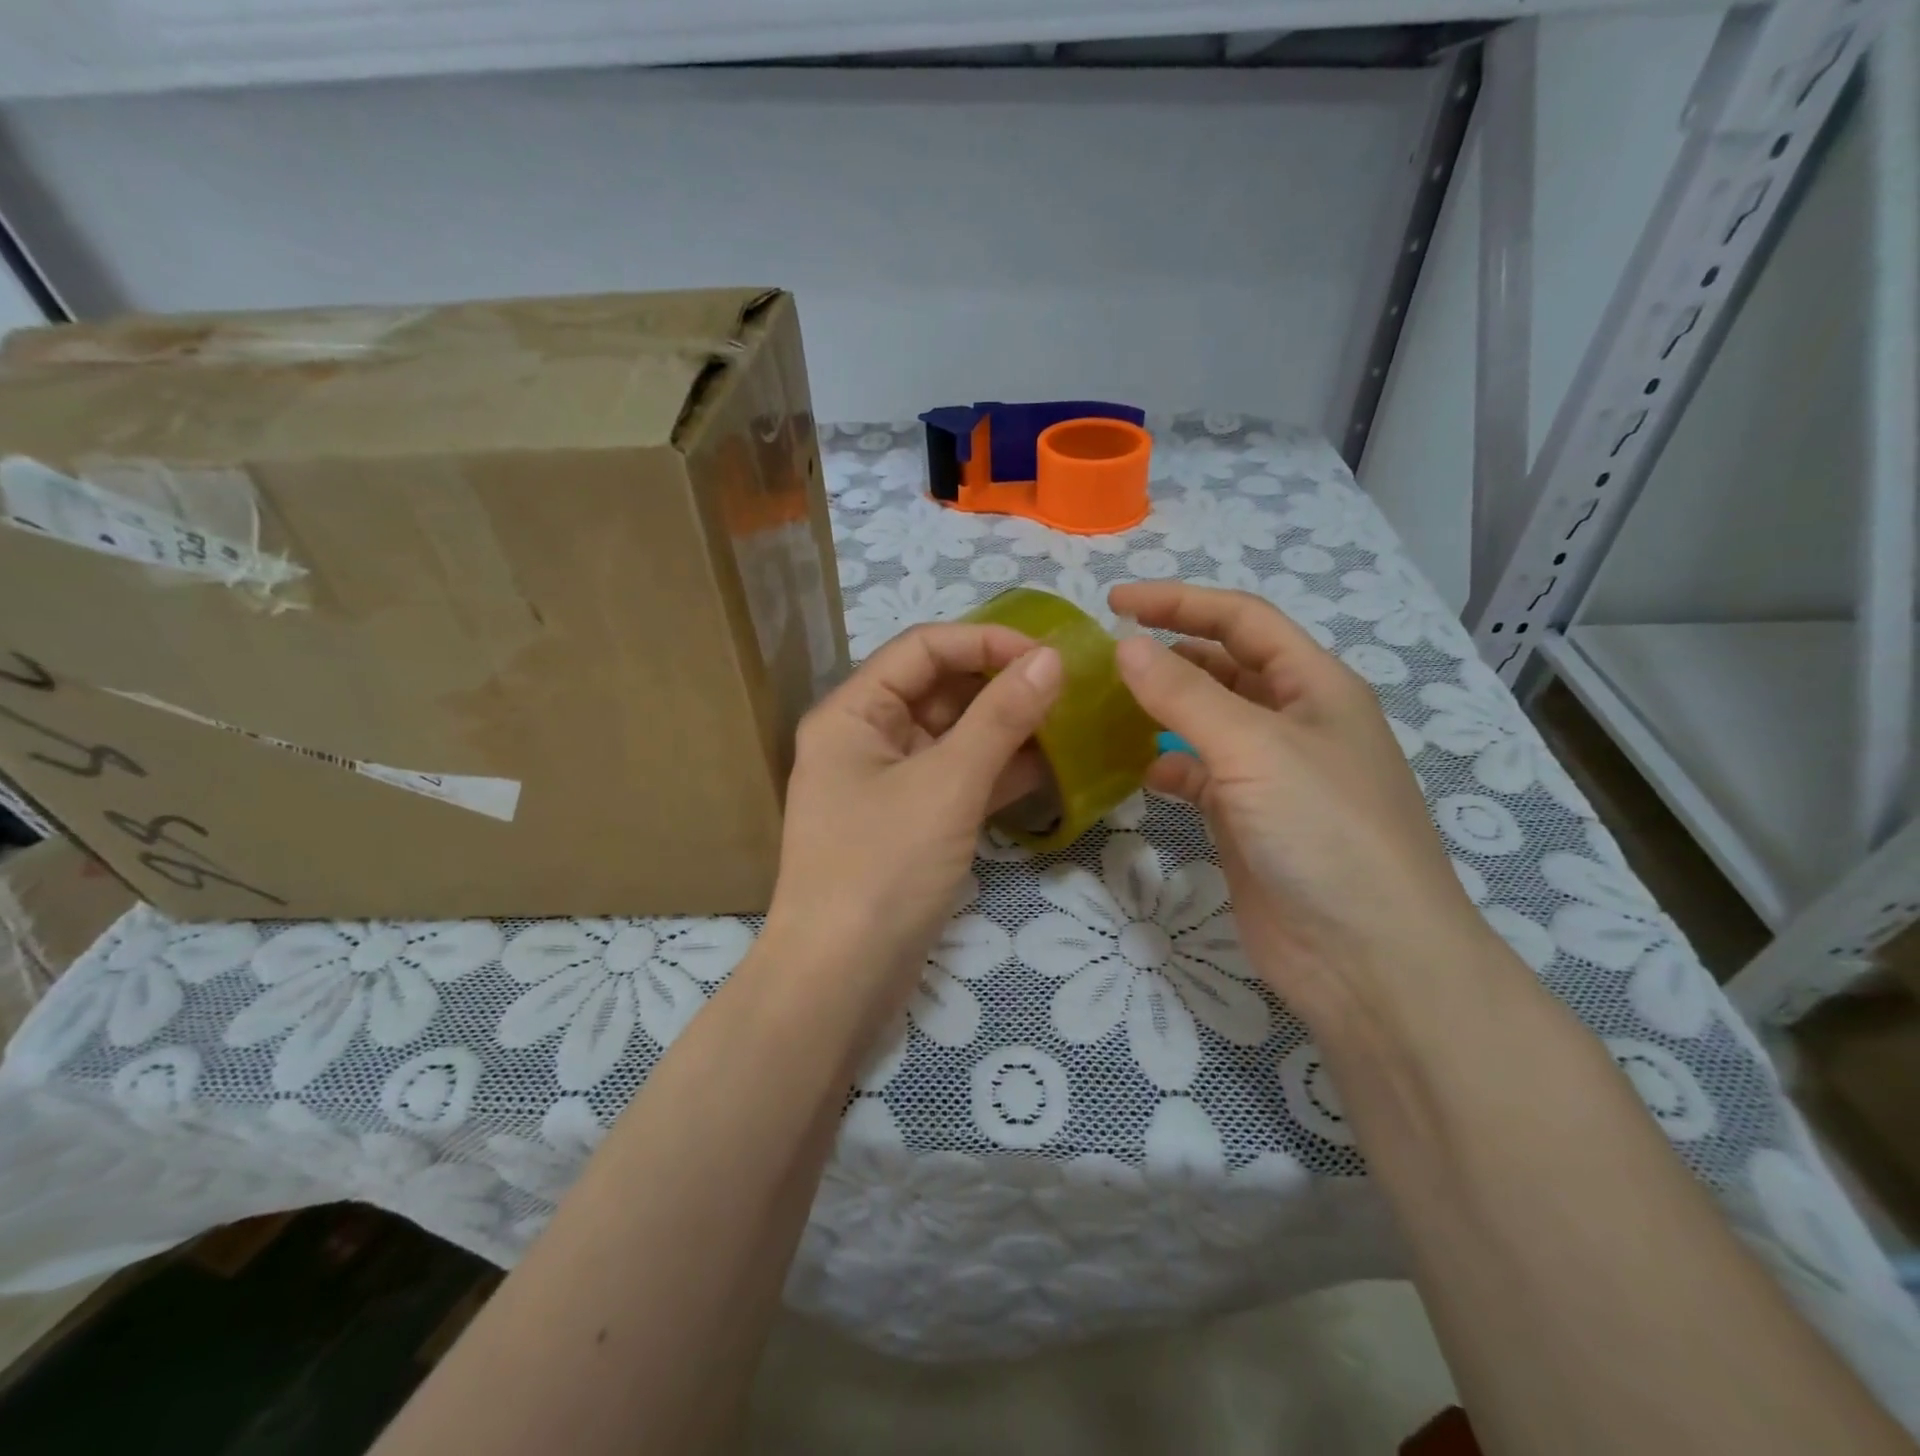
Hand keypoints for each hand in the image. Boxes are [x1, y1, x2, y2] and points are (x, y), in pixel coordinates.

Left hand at [766, 622, 1062, 1011]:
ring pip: (953, 736)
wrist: (840, 981)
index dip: (986, 641)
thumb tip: (1050, 659)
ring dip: (1006, 729)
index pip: (923, 648)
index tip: (1049, 655)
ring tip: (1070, 723)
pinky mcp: (910, 823)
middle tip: (1068, 689)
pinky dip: (997, 772)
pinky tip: (1049, 768)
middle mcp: (865, 738)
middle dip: (1001, 685)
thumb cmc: (883, 868)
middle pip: (939, 689)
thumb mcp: (947, 784)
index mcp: (853, 712)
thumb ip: (1000, 717)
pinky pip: (957, 779)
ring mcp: (887, 783)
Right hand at [1108, 582, 1502, 1018]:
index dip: (1179, 602)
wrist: (1367, 958)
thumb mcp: (1255, 748)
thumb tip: (1124, 646)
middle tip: (1104, 654)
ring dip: (1163, 709)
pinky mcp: (1248, 821)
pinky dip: (1168, 767)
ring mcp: (1271, 775)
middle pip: (1224, 666)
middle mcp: (1295, 722)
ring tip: (1107, 705)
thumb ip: (1185, 694)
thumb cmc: (1324, 832)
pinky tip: (1139, 772)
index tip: (1113, 601)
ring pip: (1207, 722)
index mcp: (1315, 686)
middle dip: (1169, 652)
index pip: (1242, 620)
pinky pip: (1198, 776)